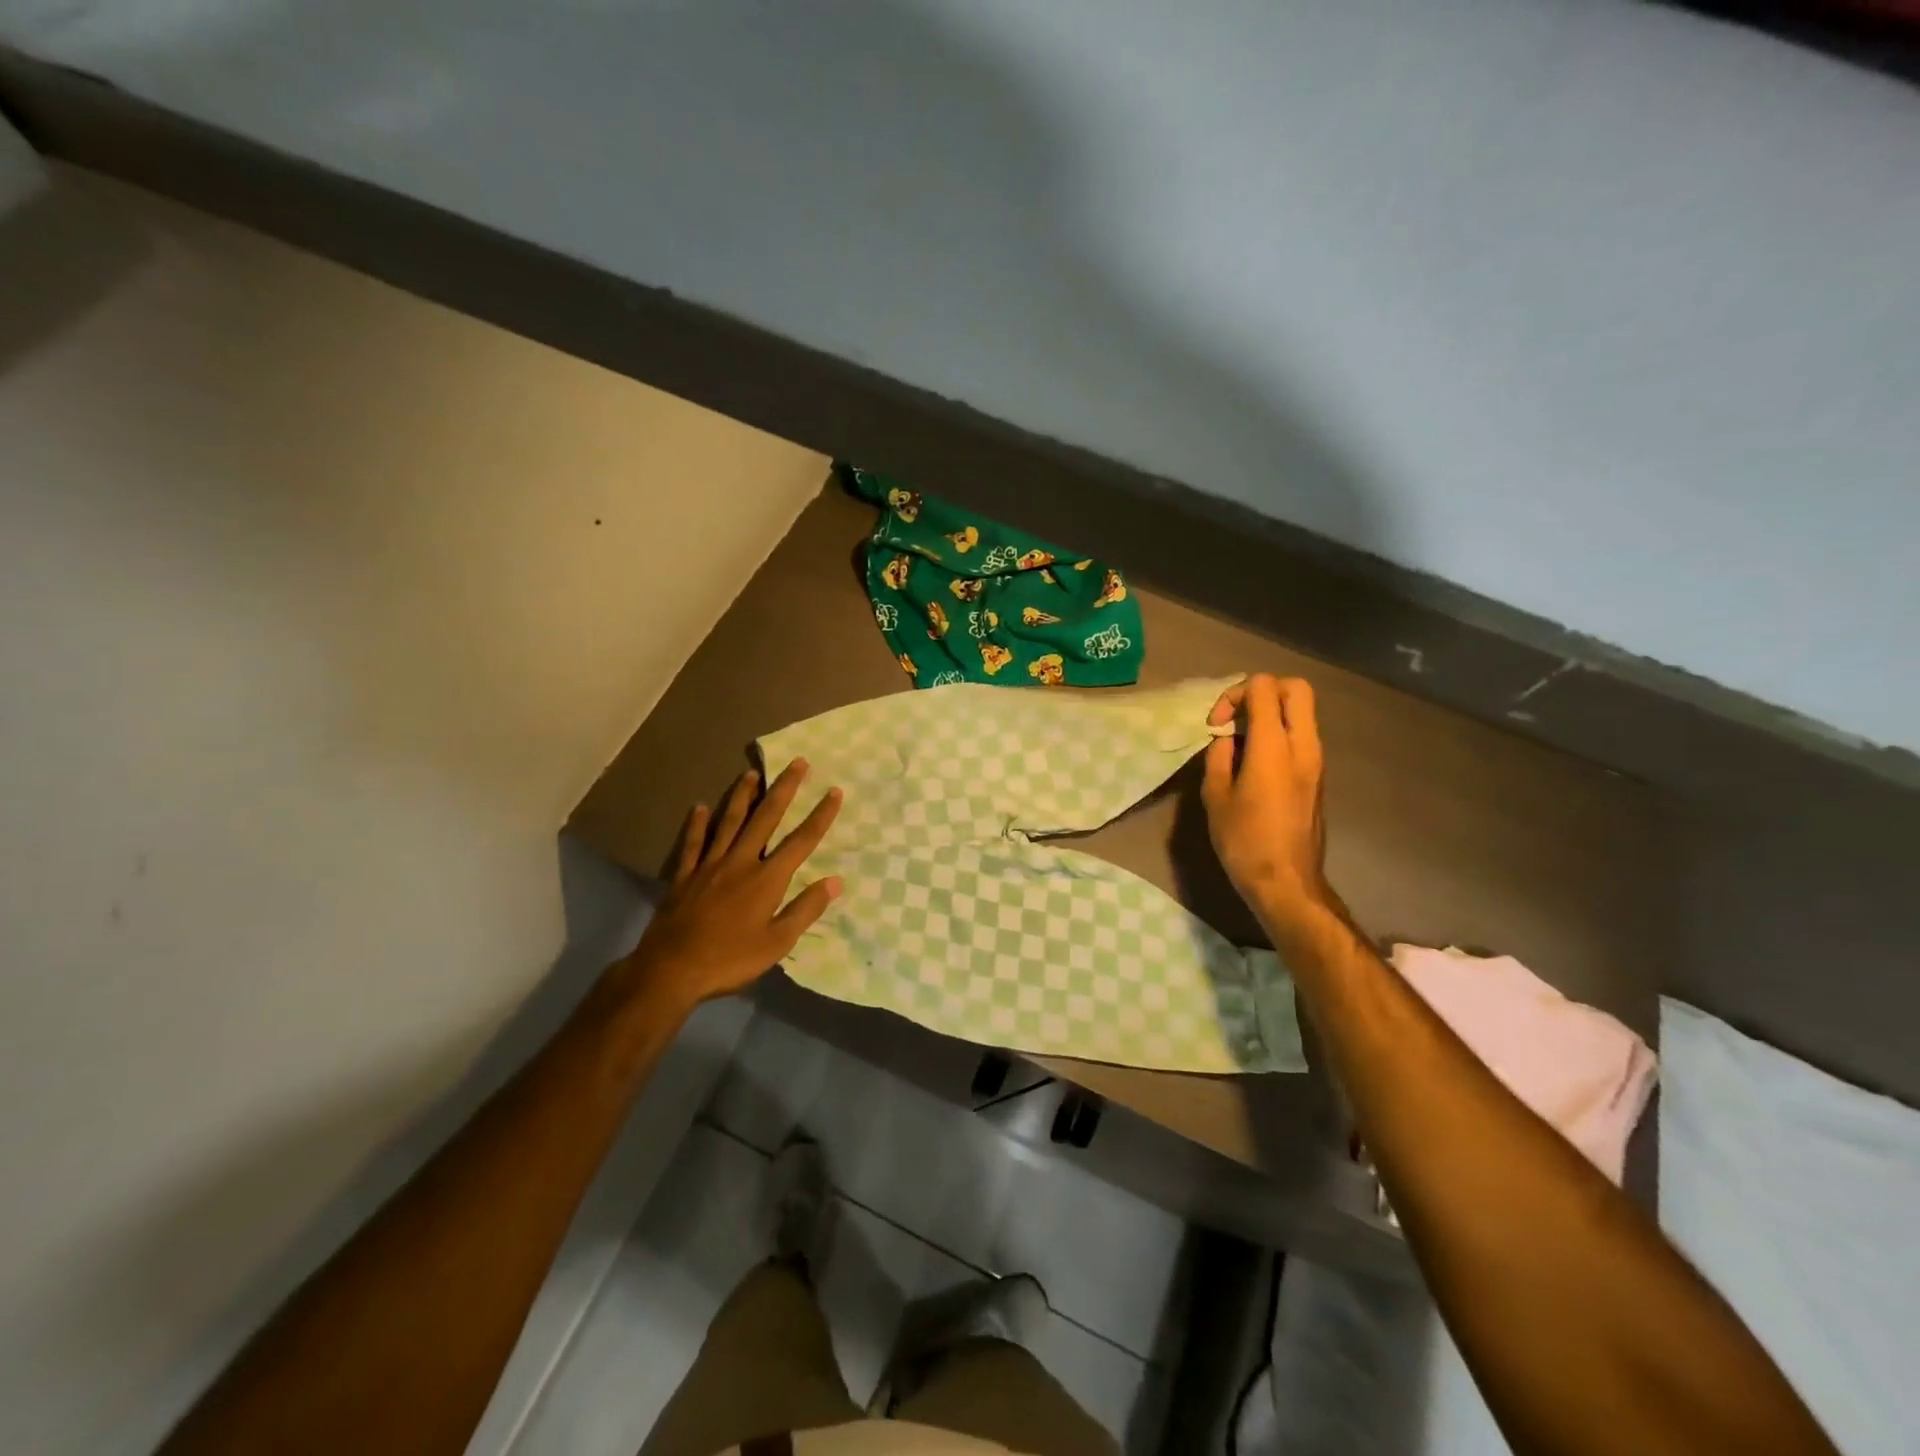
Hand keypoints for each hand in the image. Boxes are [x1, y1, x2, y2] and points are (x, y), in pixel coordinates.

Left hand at [623, 761, 843, 1006]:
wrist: (670, 970)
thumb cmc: (730, 960)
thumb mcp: (777, 943)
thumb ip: (805, 910)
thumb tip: (835, 881)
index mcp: (767, 879)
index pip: (801, 841)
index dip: (820, 815)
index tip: (834, 791)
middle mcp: (741, 862)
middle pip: (766, 818)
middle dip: (784, 789)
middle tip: (797, 763)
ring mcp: (709, 866)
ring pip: (729, 822)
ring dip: (743, 796)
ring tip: (752, 773)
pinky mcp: (685, 876)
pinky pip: (693, 843)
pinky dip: (697, 824)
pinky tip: (700, 807)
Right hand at [1202, 674, 1338, 936]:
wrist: (1287, 882)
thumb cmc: (1244, 840)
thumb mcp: (1215, 796)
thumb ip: (1219, 757)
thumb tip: (1225, 740)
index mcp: (1274, 745)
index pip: (1264, 687)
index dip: (1234, 695)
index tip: (1217, 725)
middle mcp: (1303, 744)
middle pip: (1296, 688)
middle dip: (1262, 692)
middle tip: (1236, 718)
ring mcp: (1316, 760)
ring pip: (1302, 712)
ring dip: (1272, 714)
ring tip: (1242, 742)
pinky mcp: (1318, 776)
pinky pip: (1302, 735)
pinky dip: (1280, 733)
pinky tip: (1256, 762)